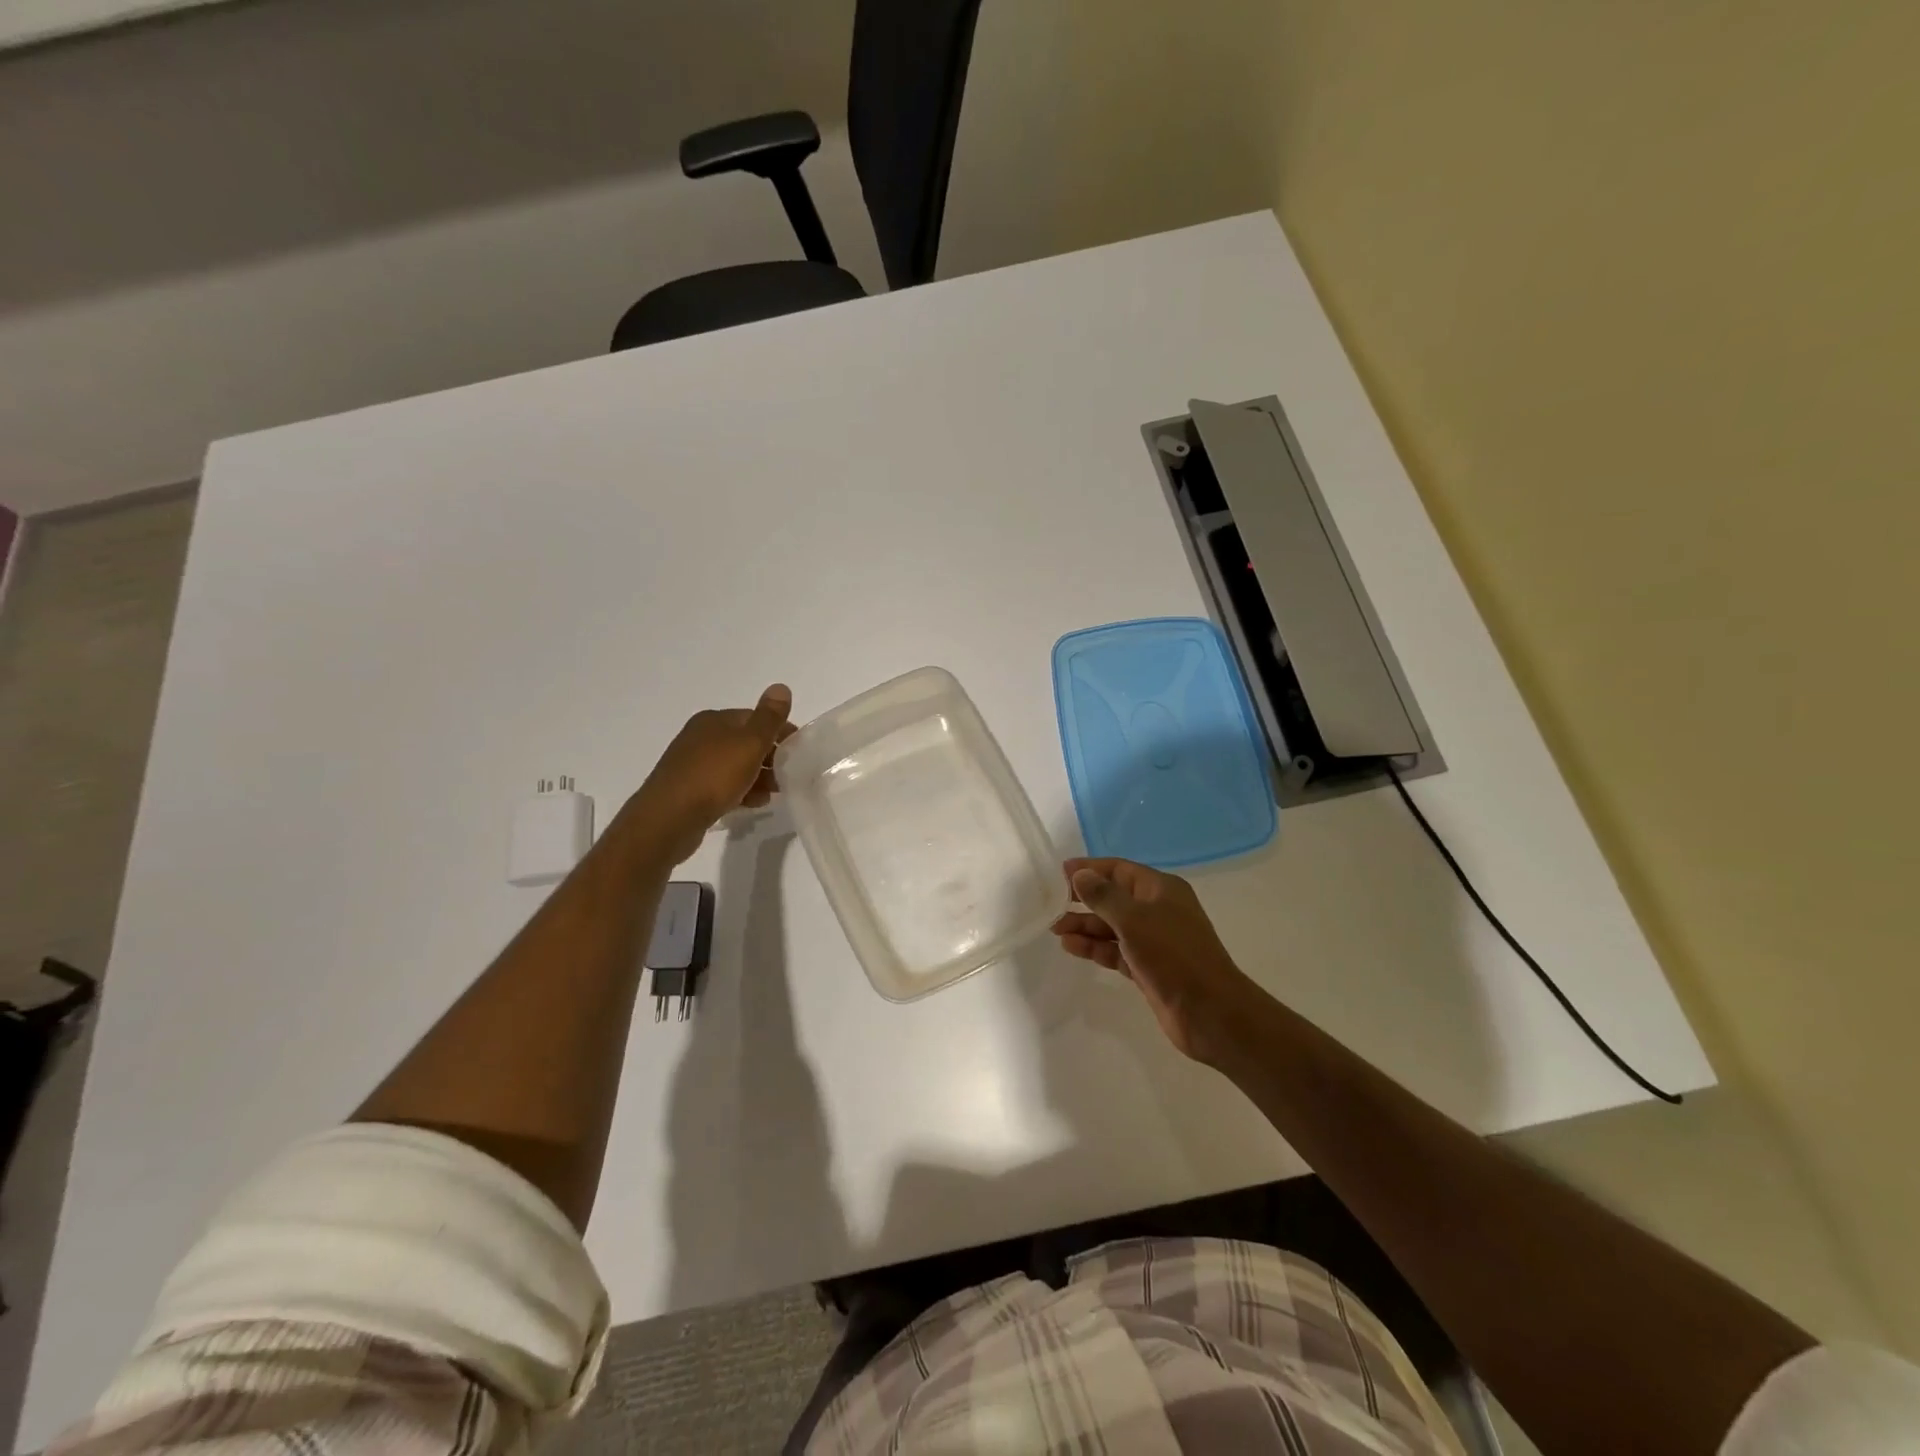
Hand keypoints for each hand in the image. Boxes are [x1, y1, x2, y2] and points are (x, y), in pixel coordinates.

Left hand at [623, 684, 794, 864]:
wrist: (668, 819)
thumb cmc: (713, 776)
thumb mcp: (749, 743)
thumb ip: (769, 717)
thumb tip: (781, 687)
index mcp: (714, 720)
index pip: (755, 718)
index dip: (780, 732)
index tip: (799, 751)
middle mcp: (700, 737)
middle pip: (745, 743)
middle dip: (770, 757)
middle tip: (789, 775)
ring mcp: (692, 765)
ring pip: (735, 766)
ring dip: (757, 777)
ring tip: (773, 793)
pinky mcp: (688, 790)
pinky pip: (722, 786)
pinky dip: (740, 792)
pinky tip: (751, 804)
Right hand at [1051, 858, 1258, 1061]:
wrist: (1210, 1012)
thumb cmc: (1173, 956)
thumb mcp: (1134, 919)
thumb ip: (1103, 896)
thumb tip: (1080, 874)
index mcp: (1161, 889)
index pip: (1118, 869)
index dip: (1089, 869)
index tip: (1057, 874)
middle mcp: (1158, 910)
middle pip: (1113, 897)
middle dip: (1083, 900)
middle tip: (1050, 904)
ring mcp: (1154, 940)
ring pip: (1112, 926)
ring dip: (1085, 926)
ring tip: (1054, 928)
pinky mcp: (1148, 967)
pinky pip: (1115, 950)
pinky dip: (1095, 947)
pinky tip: (1071, 947)